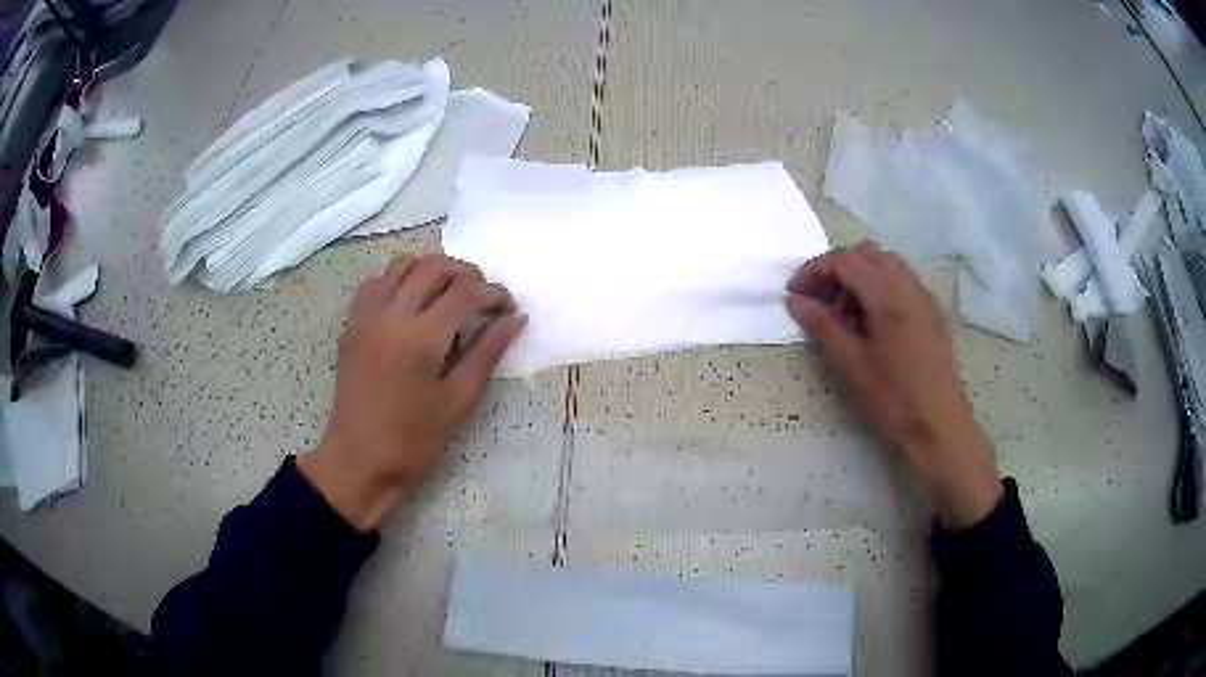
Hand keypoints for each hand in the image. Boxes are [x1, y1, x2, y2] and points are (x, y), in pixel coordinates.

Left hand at [298, 254, 525, 531]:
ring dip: (433, 269)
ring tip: (450, 292)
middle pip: (435, 267)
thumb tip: (515, 319)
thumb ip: (487, 353)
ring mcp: (367, 316)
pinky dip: (400, 279)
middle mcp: (392, 315)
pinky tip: (412, 301)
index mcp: (422, 338)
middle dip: (468, 273)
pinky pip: (377, 281)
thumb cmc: (413, 440)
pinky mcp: (352, 323)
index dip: (495, 293)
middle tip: (483, 297)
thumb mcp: (458, 400)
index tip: (509, 308)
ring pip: (403, 264)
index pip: (467, 293)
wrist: (358, 460)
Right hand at [786, 241, 1001, 528]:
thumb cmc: (893, 399)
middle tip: (818, 300)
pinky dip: (879, 287)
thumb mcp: (851, 365)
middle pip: (867, 254)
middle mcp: (909, 286)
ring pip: (886, 265)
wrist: (939, 425)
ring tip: (843, 314)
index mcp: (888, 296)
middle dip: (837, 269)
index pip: (845, 261)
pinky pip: (901, 282)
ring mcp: (924, 297)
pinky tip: (871, 321)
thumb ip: (822, 326)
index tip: (795, 293)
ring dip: (859, 277)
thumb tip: (795, 301)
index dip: (815, 270)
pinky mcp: (931, 312)